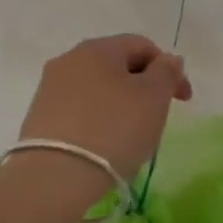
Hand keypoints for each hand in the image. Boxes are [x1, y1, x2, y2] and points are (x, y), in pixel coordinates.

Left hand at [18, 34, 192, 184]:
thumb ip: (166, 72)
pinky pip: (79, 109)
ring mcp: (50, 88)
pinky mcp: (38, 117)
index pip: (142, 45)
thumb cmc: (113, 130)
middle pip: (116, 65)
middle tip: (158, 116)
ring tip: (131, 134)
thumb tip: (168, 60)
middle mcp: (69, 59)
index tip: (183, 100)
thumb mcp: (153, 98)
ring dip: (119, 103)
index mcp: (98, 48)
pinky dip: (97, 120)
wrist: (54, 177)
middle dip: (143, 86)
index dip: (169, 68)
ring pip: (97, 88)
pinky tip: (104, 144)